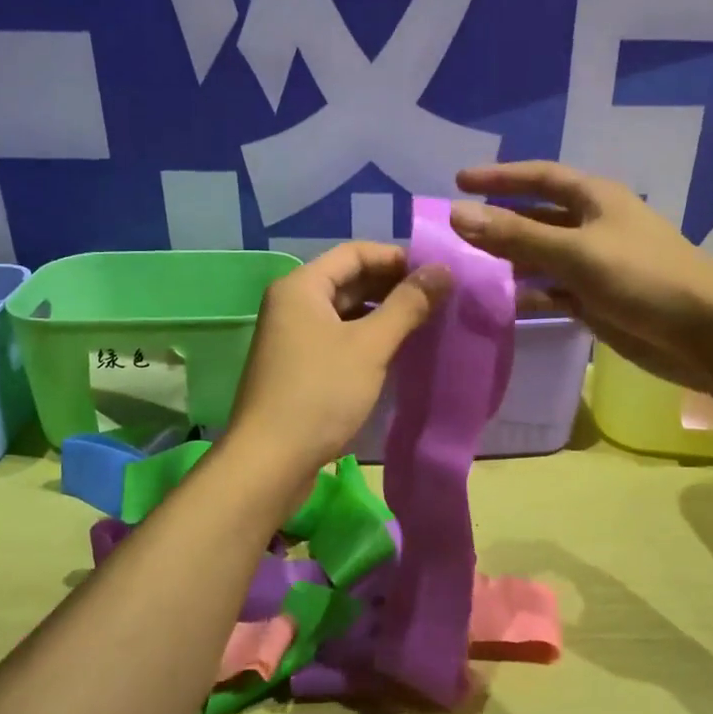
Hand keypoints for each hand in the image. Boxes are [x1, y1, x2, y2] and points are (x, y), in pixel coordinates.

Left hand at [227, 242, 450, 477]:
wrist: (270, 461)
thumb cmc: (320, 393)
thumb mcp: (370, 346)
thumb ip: (407, 305)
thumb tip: (443, 270)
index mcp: (301, 287)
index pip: (355, 253)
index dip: (397, 258)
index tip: (436, 273)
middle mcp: (292, 304)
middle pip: (349, 280)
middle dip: (392, 286)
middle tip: (438, 299)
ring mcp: (293, 337)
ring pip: (345, 312)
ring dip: (382, 314)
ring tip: (425, 323)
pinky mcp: (298, 367)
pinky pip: (338, 338)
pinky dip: (367, 338)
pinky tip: (396, 351)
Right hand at [452, 162, 712, 388]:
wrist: (705, 333)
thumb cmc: (643, 278)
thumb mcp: (575, 252)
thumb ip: (516, 236)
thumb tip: (457, 214)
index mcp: (595, 199)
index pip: (540, 177)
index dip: (499, 177)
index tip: (458, 181)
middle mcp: (594, 226)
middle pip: (537, 218)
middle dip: (499, 224)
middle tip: (454, 235)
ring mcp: (597, 265)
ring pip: (543, 257)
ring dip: (510, 262)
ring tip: (468, 271)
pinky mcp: (599, 300)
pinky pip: (555, 291)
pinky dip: (530, 295)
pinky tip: (503, 304)